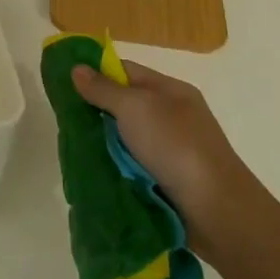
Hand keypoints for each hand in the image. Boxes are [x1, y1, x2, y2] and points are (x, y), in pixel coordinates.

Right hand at [70, 59, 261, 254]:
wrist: (216, 210)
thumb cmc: (176, 146)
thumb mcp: (135, 108)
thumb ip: (103, 88)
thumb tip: (77, 68)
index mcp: (170, 91)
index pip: (125, 70)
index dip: (95, 72)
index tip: (64, 82)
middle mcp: (171, 116)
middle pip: (123, 104)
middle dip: (94, 110)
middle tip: (63, 118)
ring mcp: (170, 149)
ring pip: (125, 137)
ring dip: (102, 142)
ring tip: (72, 146)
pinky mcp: (166, 178)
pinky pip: (131, 163)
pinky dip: (113, 165)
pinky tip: (93, 169)